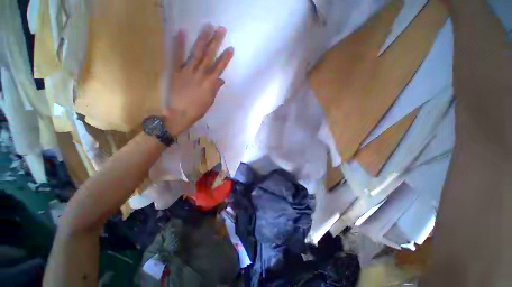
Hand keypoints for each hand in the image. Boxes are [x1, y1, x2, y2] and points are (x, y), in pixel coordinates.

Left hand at [164, 24, 233, 134]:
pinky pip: (177, 56)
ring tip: (207, 27)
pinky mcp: (176, 71)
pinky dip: (178, 44)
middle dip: (216, 42)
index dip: (225, 58)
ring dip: (202, 39)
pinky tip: (180, 31)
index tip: (230, 48)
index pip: (220, 68)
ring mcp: (188, 71)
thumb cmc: (198, 110)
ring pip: (196, 53)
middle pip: (210, 56)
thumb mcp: (210, 101)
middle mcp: (200, 74)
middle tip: (221, 29)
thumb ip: (215, 89)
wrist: (180, 114)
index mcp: (210, 83)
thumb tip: (221, 80)